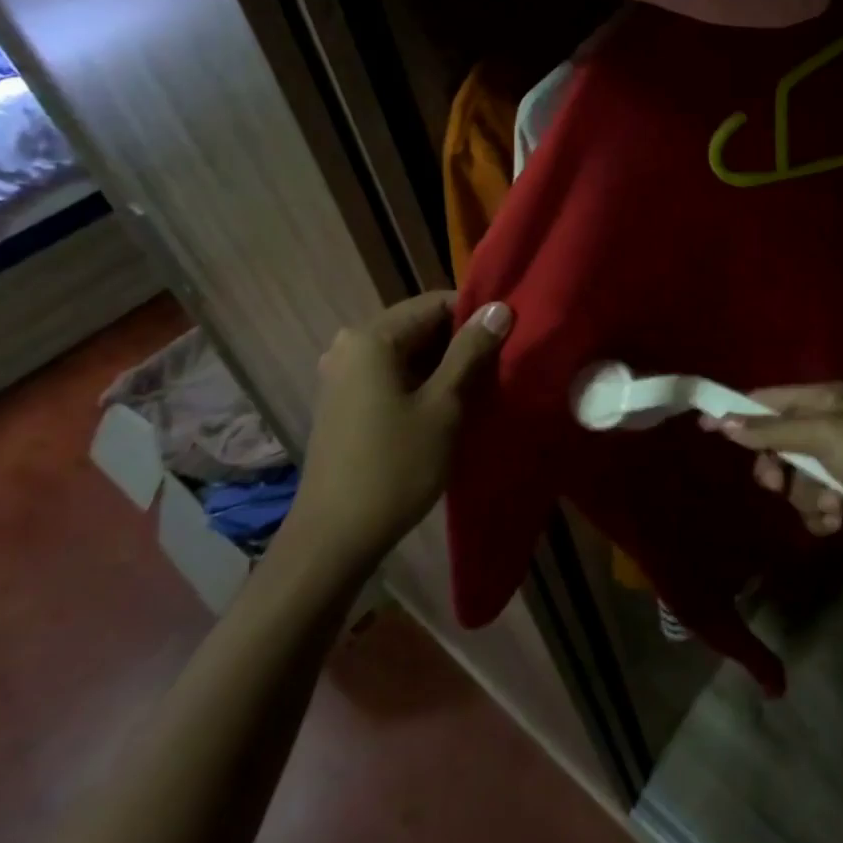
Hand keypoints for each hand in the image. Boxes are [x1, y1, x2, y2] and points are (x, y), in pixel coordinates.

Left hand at [282, 293, 511, 572]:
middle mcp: (351, 345)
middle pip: (420, 326)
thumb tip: (499, 307)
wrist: (334, 539)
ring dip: (444, 365)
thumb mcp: (444, 406)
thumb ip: (471, 351)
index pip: (436, 303)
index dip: (476, 316)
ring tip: (480, 387)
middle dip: (461, 342)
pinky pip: (392, 374)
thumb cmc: (394, 467)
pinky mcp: (344, 401)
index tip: (509, 338)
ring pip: (408, 352)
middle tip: (499, 366)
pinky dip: (421, 382)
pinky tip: (447, 406)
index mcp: (372, 338)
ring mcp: (343, 375)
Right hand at [708, 383, 842, 543]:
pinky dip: (820, 513)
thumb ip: (771, 430)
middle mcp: (824, 426)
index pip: (768, 400)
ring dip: (805, 496)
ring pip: (790, 480)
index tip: (707, 426)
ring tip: (828, 502)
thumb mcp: (821, 434)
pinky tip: (839, 516)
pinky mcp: (840, 495)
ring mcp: (832, 462)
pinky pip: (809, 504)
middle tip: (775, 481)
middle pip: (774, 444)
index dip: (738, 412)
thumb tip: (723, 421)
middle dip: (775, 467)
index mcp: (821, 400)